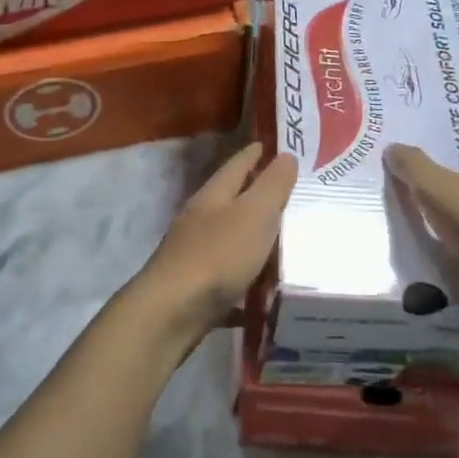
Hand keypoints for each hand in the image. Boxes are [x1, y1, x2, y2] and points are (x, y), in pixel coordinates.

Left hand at [134, 143, 297, 342]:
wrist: (171, 312)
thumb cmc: (217, 255)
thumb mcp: (254, 214)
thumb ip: (272, 186)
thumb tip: (286, 156)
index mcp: (213, 196)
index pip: (236, 165)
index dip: (254, 154)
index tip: (270, 145)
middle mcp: (200, 221)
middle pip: (230, 201)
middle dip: (254, 195)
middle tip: (287, 193)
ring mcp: (194, 255)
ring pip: (228, 239)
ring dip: (251, 238)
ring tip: (282, 240)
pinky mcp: (195, 288)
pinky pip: (227, 278)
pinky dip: (245, 280)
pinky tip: (263, 291)